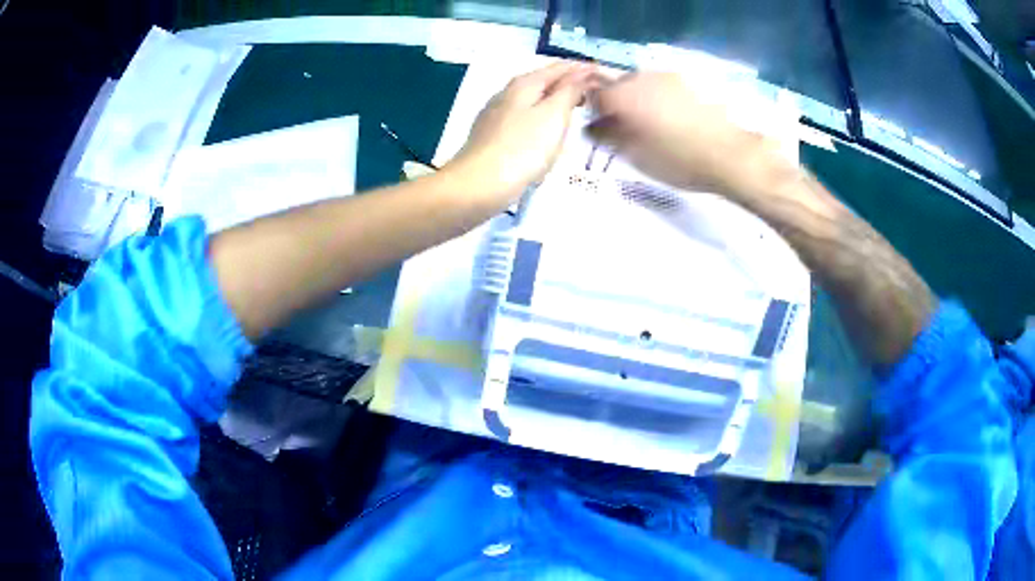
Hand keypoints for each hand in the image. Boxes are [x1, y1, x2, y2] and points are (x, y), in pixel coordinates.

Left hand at [447, 61, 596, 204]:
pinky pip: (524, 121)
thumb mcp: (553, 115)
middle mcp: (507, 94)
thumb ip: (569, 91)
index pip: (559, 67)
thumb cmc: (522, 149)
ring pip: (533, 102)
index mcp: (524, 84)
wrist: (478, 186)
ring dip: (554, 102)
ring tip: (575, 109)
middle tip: (595, 93)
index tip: (606, 76)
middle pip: (544, 82)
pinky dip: (540, 120)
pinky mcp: (492, 137)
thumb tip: (581, 73)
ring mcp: (497, 116)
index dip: (583, 69)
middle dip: (568, 84)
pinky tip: (547, 133)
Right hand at [588, 72, 789, 195]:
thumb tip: (593, 126)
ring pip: (642, 84)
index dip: (595, 112)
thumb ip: (607, 136)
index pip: (593, 95)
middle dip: (618, 104)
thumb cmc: (678, 160)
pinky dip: (662, 99)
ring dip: (641, 100)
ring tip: (655, 126)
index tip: (604, 130)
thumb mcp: (635, 155)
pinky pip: (664, 87)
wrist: (729, 155)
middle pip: (618, 86)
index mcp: (622, 95)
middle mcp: (641, 77)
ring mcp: (668, 76)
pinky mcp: (689, 81)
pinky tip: (675, 119)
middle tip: (630, 130)